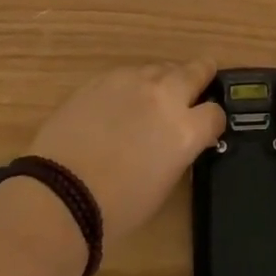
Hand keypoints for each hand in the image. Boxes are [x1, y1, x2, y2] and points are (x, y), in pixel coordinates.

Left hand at [29, 62, 226, 244]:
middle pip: (196, 71)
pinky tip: (121, 103)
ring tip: (155, 97)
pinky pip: (129, 73)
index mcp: (186, 129)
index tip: (207, 128)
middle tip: (199, 84)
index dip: (212, 122)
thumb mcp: (164, 183)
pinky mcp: (104, 77)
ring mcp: (133, 81)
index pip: (216, 113)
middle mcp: (166, 96)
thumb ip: (180, 150)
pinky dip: (133, 84)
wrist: (60, 194)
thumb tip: (181, 139)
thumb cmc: (117, 207)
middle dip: (201, 77)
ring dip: (165, 80)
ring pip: (161, 68)